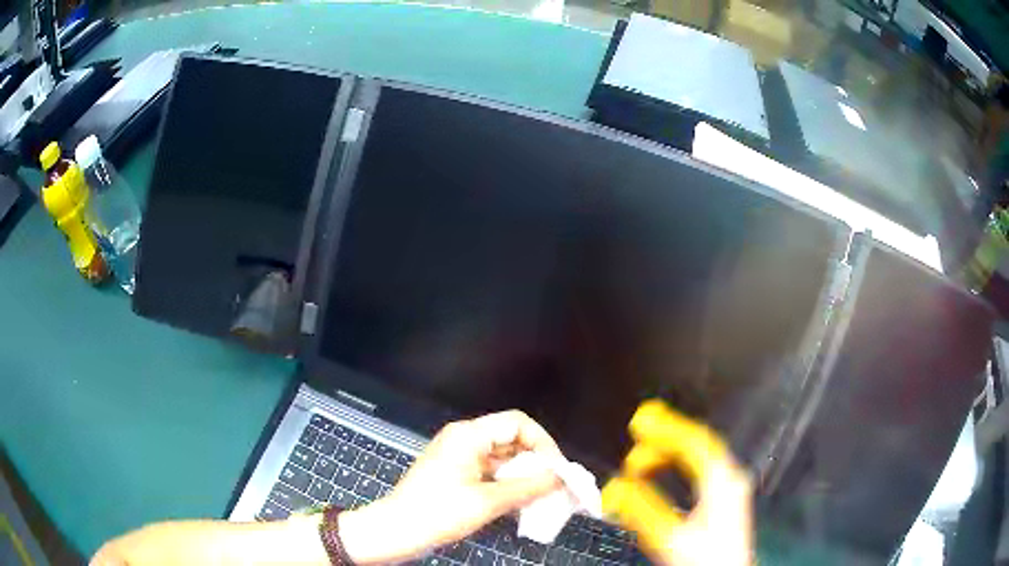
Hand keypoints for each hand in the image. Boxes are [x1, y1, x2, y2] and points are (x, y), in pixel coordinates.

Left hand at [339, 410, 564, 563]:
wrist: (397, 530)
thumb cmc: (438, 512)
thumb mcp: (487, 501)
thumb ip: (528, 487)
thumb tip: (560, 478)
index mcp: (469, 436)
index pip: (518, 423)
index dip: (543, 443)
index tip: (557, 470)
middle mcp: (464, 439)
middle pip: (511, 438)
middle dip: (535, 461)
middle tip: (554, 485)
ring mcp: (458, 456)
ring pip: (502, 457)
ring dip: (523, 474)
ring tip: (542, 496)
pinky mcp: (456, 473)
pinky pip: (491, 471)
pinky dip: (508, 483)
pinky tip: (520, 501)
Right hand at [602, 401, 752, 565]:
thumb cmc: (706, 560)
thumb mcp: (670, 537)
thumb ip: (642, 510)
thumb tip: (616, 488)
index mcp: (722, 481)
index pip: (694, 441)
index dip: (665, 427)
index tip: (641, 421)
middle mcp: (729, 479)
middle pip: (697, 445)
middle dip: (663, 439)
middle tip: (635, 439)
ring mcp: (729, 488)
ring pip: (698, 457)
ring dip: (668, 454)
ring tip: (641, 461)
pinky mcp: (724, 500)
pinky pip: (699, 470)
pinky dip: (677, 466)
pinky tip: (662, 474)